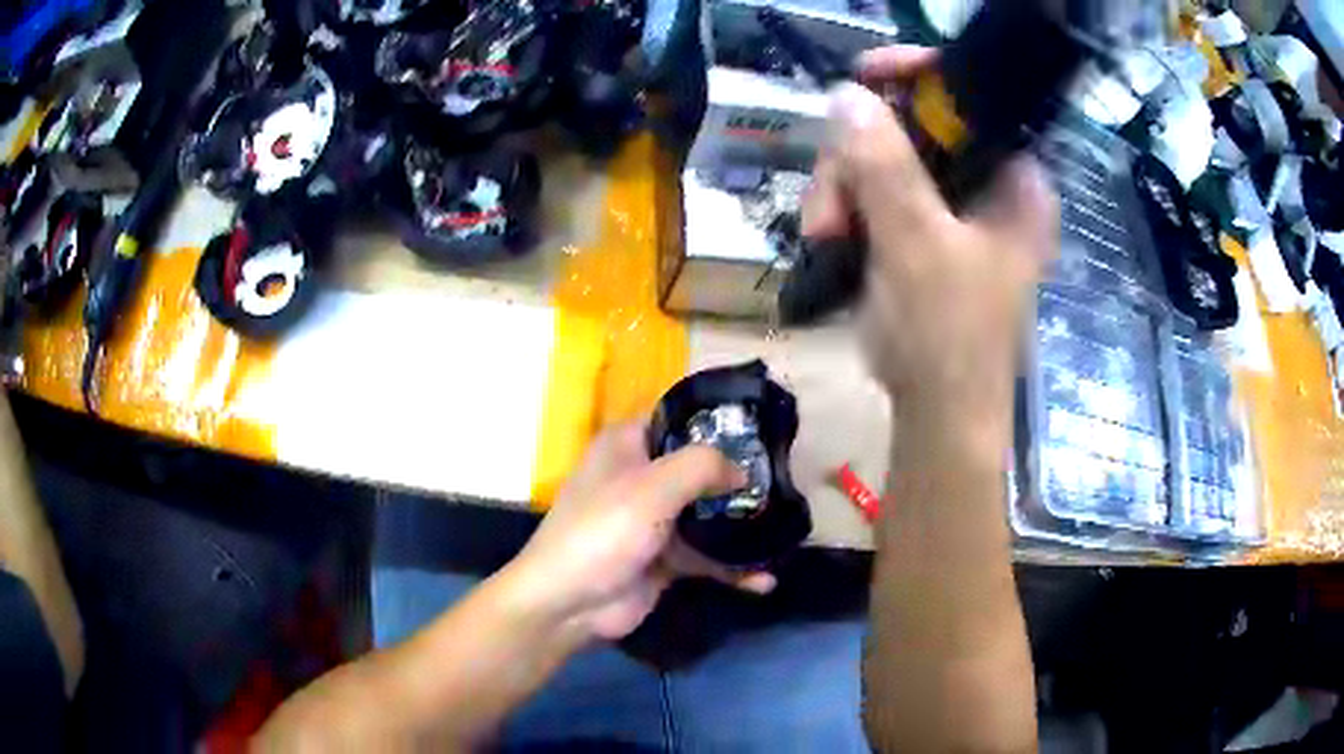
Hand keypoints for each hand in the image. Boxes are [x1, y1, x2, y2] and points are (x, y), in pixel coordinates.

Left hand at [506, 425, 776, 641]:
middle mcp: (642, 477)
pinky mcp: (664, 559)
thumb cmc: (604, 530)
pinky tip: (765, 580)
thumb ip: (703, 466)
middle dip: (740, 478)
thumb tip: (742, 472)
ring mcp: (654, 521)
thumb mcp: (654, 487)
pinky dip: (733, 568)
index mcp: (628, 445)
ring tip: (785, 531)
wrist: (569, 603)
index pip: (678, 419)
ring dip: (741, 526)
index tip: (762, 432)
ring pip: (708, 515)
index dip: (718, 423)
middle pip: (700, 468)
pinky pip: (707, 558)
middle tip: (785, 483)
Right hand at [804, 47, 1057, 427]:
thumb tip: (847, 96)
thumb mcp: (918, 245)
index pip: (970, 98)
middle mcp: (987, 187)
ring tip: (825, 237)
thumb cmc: (948, 337)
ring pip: (884, 161)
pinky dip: (847, 212)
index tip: (863, 75)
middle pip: (913, 128)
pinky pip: (875, 195)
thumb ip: (885, 167)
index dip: (918, 77)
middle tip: (831, 205)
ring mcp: (953, 212)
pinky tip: (832, 242)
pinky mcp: (924, 235)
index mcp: (1014, 181)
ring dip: (842, 192)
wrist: (939, 418)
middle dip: (858, 158)